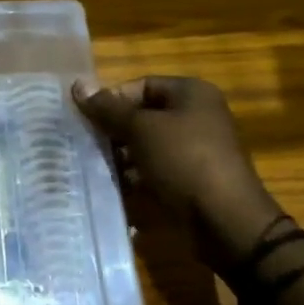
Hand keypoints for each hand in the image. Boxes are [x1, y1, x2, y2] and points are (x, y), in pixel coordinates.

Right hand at [73, 75, 281, 267]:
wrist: (225, 220)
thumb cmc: (183, 161)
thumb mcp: (141, 129)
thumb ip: (109, 109)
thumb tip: (78, 85)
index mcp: (191, 93)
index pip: (141, 85)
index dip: (113, 99)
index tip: (87, 119)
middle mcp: (197, 115)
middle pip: (144, 115)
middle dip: (115, 130)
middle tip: (87, 144)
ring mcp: (197, 149)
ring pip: (148, 145)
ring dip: (123, 155)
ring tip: (98, 167)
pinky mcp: (193, 178)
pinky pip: (158, 169)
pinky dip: (138, 176)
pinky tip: (117, 186)